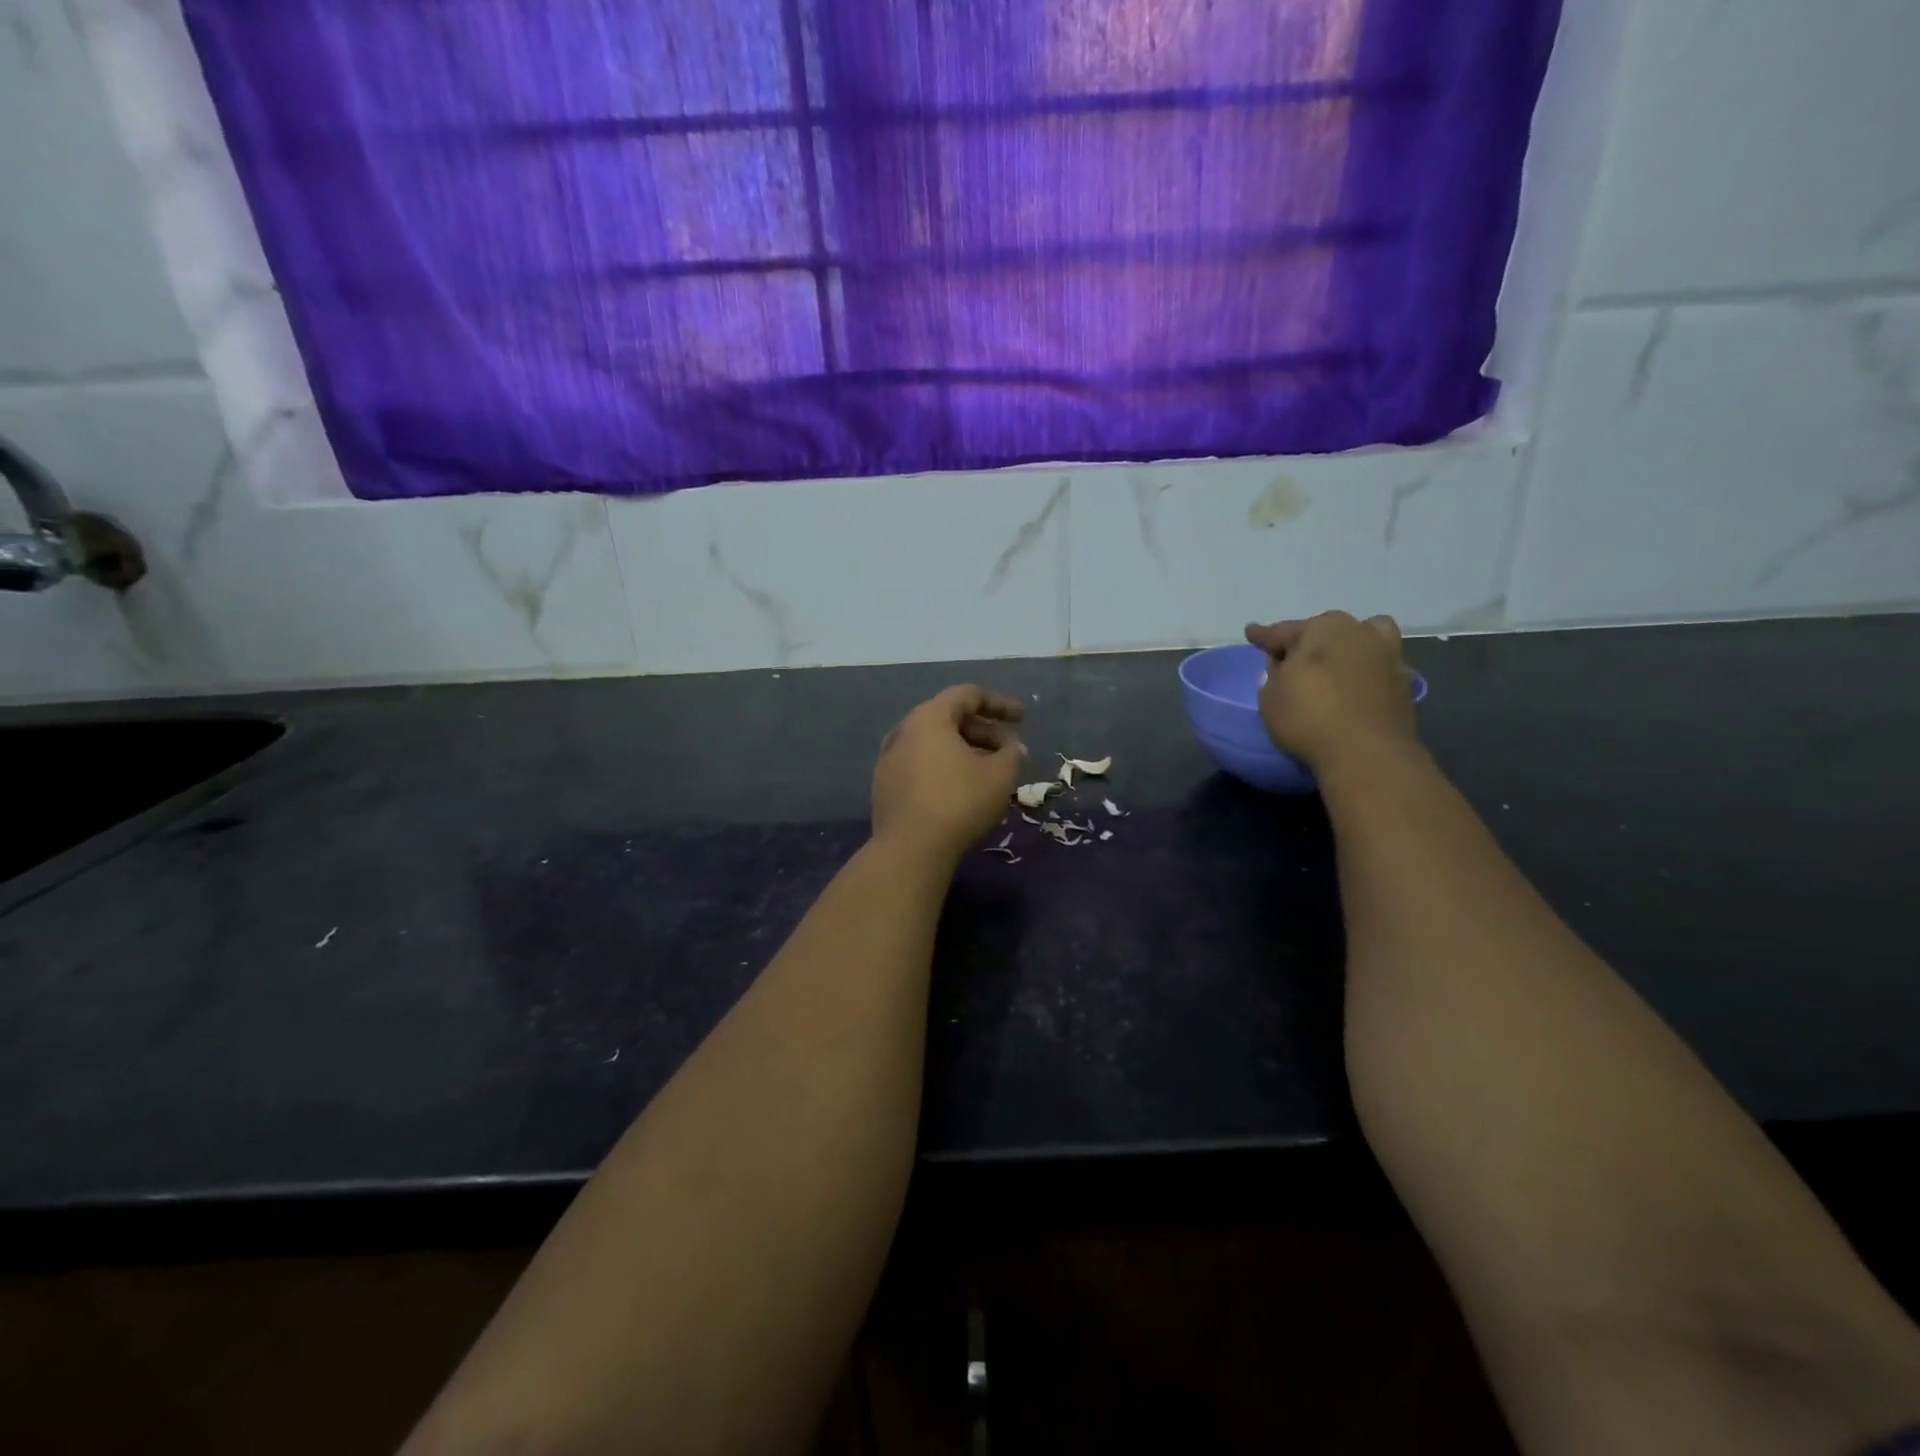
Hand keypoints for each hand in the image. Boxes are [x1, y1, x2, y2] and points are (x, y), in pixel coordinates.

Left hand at [872, 685, 1026, 861]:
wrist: (910, 850)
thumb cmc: (959, 802)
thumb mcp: (1000, 776)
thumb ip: (1013, 754)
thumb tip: (1014, 748)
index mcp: (929, 718)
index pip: (968, 695)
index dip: (999, 703)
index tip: (1022, 718)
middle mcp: (904, 731)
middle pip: (949, 719)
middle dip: (984, 731)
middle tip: (1009, 750)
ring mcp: (890, 760)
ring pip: (935, 745)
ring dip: (965, 752)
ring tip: (990, 771)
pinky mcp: (885, 787)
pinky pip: (921, 766)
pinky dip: (946, 769)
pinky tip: (963, 791)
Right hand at [1244, 612, 1418, 773]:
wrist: (1367, 753)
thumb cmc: (1308, 718)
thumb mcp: (1270, 697)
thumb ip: (1274, 674)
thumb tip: (1285, 664)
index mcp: (1320, 629)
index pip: (1283, 631)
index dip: (1264, 635)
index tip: (1251, 632)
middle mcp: (1357, 631)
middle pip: (1326, 629)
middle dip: (1308, 640)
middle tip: (1292, 659)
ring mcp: (1387, 654)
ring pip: (1365, 636)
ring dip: (1349, 644)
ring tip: (1337, 662)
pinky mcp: (1404, 680)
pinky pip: (1380, 664)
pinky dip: (1368, 669)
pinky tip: (1357, 684)